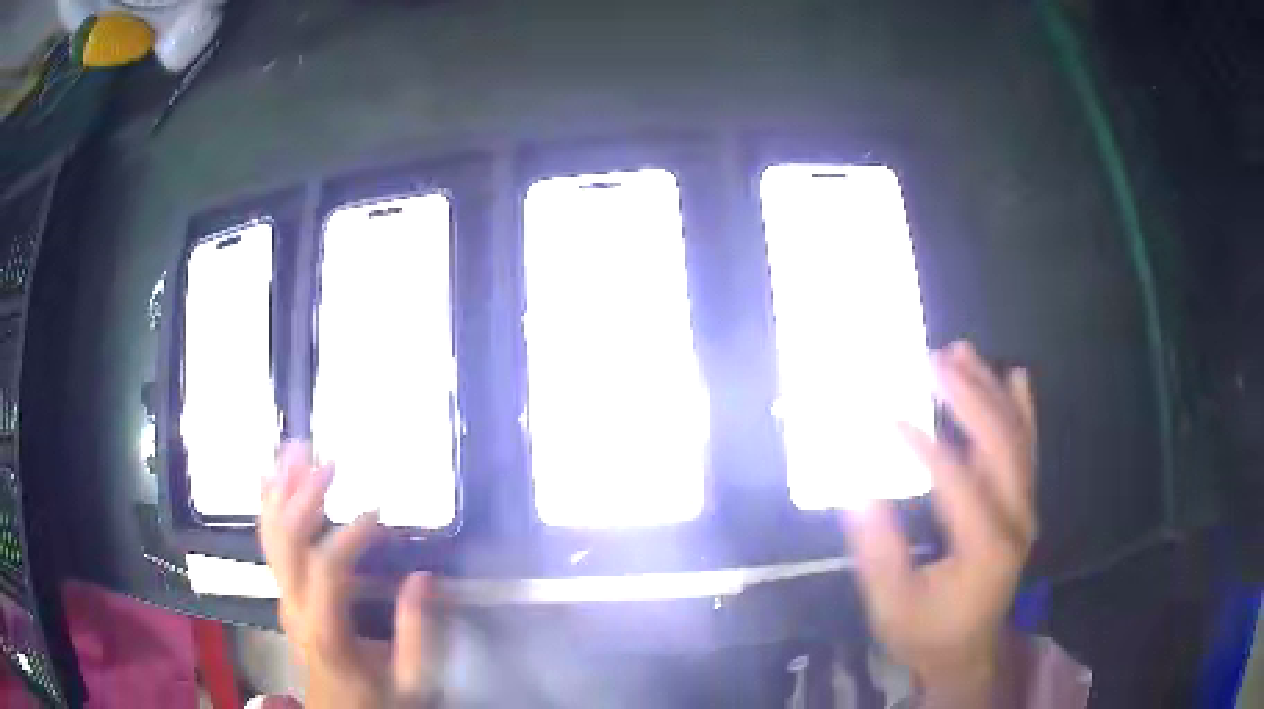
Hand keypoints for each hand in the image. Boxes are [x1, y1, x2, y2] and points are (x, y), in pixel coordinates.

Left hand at [259, 442, 438, 708]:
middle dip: (304, 496)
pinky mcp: (282, 592)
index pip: (328, 569)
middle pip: (287, 543)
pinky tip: (268, 477)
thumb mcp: (409, 679)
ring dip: (281, 490)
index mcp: (326, 631)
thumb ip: (416, 632)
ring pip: (271, 536)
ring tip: (296, 451)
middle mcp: (293, 607)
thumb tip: (423, 576)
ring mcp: (282, 598)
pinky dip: (267, 506)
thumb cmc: (376, 698)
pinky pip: (267, 543)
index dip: (349, 535)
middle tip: (329, 461)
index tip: (379, 511)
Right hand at [845, 341, 1036, 706]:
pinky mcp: (1024, 504)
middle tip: (934, 359)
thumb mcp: (892, 605)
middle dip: (967, 396)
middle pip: (998, 444)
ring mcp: (1025, 508)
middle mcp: (1015, 518)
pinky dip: (1022, 409)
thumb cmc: (926, 633)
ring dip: (991, 391)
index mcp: (985, 547)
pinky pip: (1027, 448)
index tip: (888, 416)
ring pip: (1016, 438)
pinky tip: (1015, 377)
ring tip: (963, 352)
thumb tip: (856, 491)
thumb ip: (878, 550)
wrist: (968, 651)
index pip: (957, 482)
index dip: (924, 447)